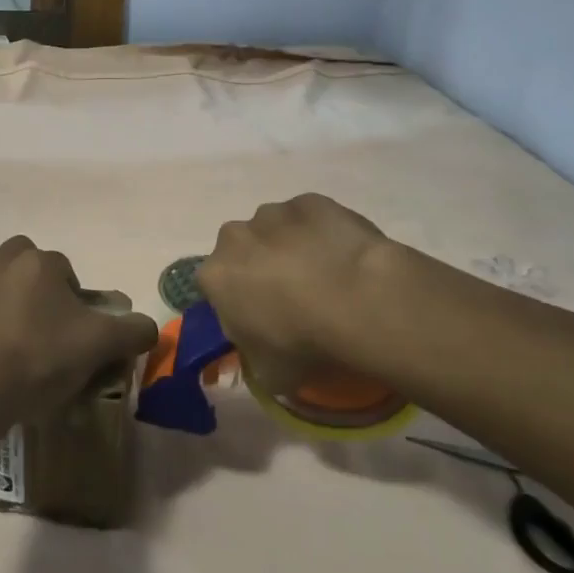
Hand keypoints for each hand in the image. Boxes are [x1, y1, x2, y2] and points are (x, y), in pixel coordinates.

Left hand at [0, 236, 159, 425]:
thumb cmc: (39, 358)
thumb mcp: (100, 345)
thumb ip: (133, 330)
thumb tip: (147, 326)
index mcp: (37, 261)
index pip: (66, 269)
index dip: (77, 299)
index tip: (79, 332)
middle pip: (25, 264)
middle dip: (38, 287)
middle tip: (49, 327)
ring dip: (8, 300)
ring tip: (20, 341)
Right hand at [196, 194, 395, 396]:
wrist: (358, 300)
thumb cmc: (302, 342)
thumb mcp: (268, 372)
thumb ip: (253, 354)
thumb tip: (261, 349)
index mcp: (215, 276)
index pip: (217, 289)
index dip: (239, 305)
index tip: (264, 323)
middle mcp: (234, 236)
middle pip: (242, 251)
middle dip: (260, 268)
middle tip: (294, 298)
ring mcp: (273, 213)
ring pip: (275, 231)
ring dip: (290, 248)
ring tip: (325, 277)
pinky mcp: (311, 200)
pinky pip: (310, 218)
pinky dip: (320, 233)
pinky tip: (343, 256)